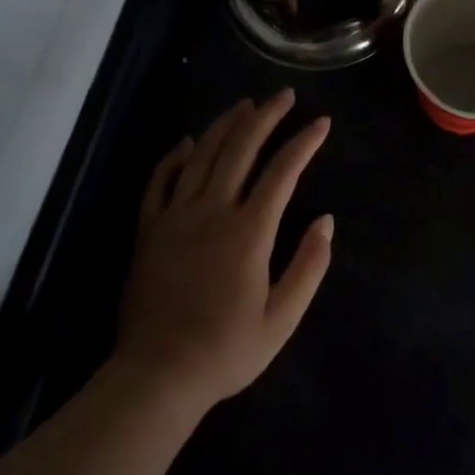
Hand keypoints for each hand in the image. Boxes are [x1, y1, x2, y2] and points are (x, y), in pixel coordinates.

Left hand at [115, 91, 333, 410]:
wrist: (156, 378)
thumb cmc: (226, 351)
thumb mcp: (281, 319)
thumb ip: (308, 266)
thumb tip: (326, 221)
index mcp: (249, 232)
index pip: (282, 171)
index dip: (304, 142)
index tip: (321, 123)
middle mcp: (212, 211)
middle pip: (240, 149)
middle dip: (266, 117)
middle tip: (284, 97)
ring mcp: (175, 217)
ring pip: (201, 155)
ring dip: (225, 125)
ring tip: (244, 105)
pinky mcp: (148, 230)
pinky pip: (159, 181)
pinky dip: (173, 156)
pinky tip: (186, 141)